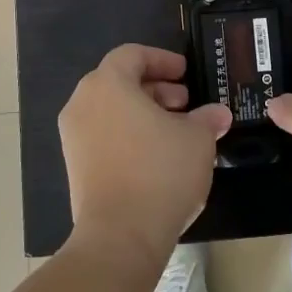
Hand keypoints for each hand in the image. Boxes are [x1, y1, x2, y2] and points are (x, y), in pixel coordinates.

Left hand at [59, 44, 231, 267]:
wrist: (120, 236)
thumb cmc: (160, 172)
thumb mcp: (197, 139)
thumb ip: (207, 119)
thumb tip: (217, 114)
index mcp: (108, 85)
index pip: (132, 54)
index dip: (161, 59)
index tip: (185, 73)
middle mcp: (82, 104)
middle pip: (118, 82)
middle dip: (155, 88)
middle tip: (184, 103)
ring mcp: (74, 137)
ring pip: (111, 111)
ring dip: (143, 113)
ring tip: (176, 132)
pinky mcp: (75, 167)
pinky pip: (103, 136)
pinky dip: (128, 135)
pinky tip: (158, 157)